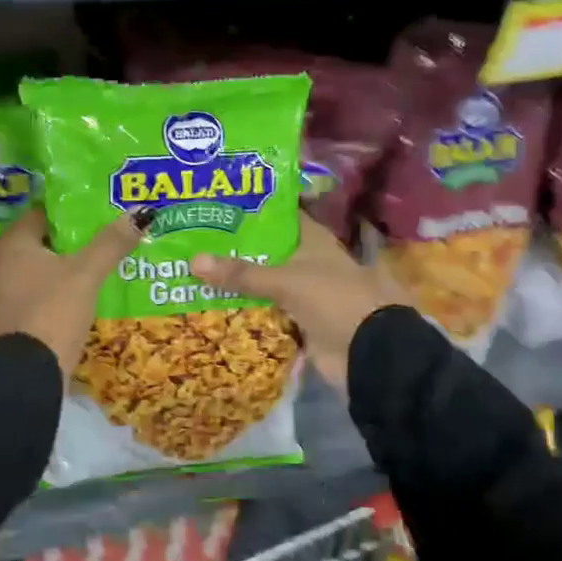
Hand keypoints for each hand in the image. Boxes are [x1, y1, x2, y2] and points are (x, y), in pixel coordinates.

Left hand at [0, 208, 143, 377]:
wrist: (27, 373)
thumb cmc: (52, 310)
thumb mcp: (86, 274)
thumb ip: (111, 243)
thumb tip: (143, 212)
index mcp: (12, 242)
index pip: (43, 213)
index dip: (71, 211)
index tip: (99, 211)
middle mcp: (0, 262)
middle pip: (41, 241)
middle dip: (71, 240)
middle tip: (105, 235)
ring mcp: (2, 292)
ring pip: (39, 269)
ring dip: (64, 266)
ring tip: (99, 263)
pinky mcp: (11, 317)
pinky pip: (37, 292)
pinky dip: (56, 289)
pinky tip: (81, 293)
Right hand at [191, 218, 401, 391]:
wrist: (369, 353)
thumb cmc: (334, 300)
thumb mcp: (285, 281)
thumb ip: (241, 273)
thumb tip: (192, 260)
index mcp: (314, 242)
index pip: (282, 217)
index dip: (255, 210)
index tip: (220, 206)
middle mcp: (310, 264)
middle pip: (268, 253)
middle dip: (237, 250)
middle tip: (195, 242)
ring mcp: (305, 295)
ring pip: (265, 284)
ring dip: (239, 284)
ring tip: (196, 273)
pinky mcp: (300, 324)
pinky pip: (267, 313)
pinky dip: (247, 312)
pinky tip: (215, 307)